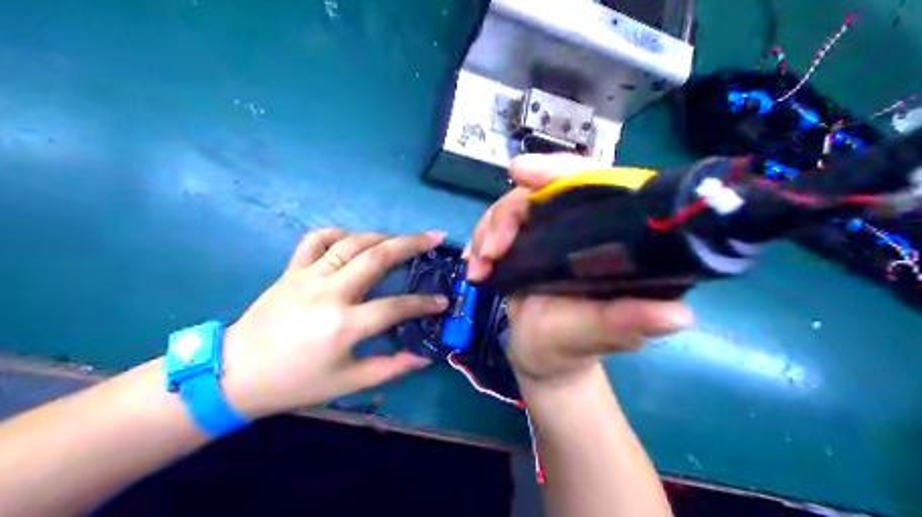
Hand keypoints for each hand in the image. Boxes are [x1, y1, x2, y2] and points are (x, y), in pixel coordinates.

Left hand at [217, 231, 447, 419]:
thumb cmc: (295, 382)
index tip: (443, 300)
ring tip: (402, 238)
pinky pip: (316, 240)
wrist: (236, 373)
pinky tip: (352, 239)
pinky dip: (337, 233)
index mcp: (344, 325)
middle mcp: (330, 292)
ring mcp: (308, 276)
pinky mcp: (291, 270)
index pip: (395, 307)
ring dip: (381, 236)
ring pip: (351, 243)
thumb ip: (389, 368)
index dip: (424, 303)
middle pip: (377, 257)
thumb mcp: (346, 383)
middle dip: (411, 244)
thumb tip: (424, 356)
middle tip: (435, 237)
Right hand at [469, 153, 691, 382]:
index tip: (522, 174)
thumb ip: (628, 323)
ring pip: (516, 205)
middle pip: (545, 189)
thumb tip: (678, 315)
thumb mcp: (599, 335)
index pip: (598, 182)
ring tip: (480, 268)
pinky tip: (475, 267)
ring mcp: (553, 233)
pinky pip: (500, 225)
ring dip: (490, 230)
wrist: (540, 360)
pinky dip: (481, 240)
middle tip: (491, 248)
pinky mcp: (528, 243)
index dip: (562, 171)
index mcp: (616, 240)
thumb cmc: (573, 348)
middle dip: (511, 212)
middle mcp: (586, 228)